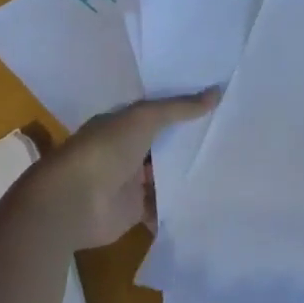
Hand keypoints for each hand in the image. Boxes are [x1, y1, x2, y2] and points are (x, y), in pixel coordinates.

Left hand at [17, 88, 219, 248]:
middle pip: (163, 145)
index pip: (157, 113)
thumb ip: (180, 108)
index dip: (183, 108)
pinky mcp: (134, 211)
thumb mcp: (145, 119)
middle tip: (229, 135)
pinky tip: (208, 198)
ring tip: (227, 166)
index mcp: (122, 125)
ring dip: (186, 173)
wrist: (73, 203)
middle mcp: (125, 151)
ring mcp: (129, 182)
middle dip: (189, 142)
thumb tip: (217, 91)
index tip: (216, 104)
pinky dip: (179, 205)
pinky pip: (162, 206)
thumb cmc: (105, 150)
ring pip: (164, 175)